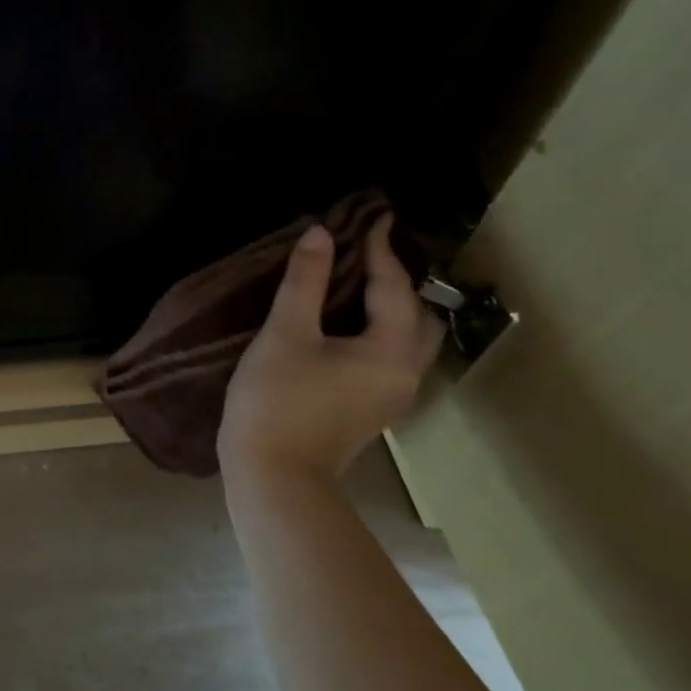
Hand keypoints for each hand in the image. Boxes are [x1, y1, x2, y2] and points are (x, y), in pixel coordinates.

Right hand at [218, 214, 444, 485]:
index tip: (373, 216)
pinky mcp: (372, 405)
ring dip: (390, 302)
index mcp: (390, 352)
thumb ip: (304, 280)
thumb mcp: (286, 332)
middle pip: (416, 314)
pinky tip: (348, 315)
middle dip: (397, 277)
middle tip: (368, 246)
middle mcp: (405, 372)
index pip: (394, 287)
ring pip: (406, 336)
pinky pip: (389, 352)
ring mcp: (391, 394)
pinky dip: (378, 324)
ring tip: (360, 274)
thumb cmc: (278, 399)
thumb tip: (320, 233)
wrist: (274, 475)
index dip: (380, 249)